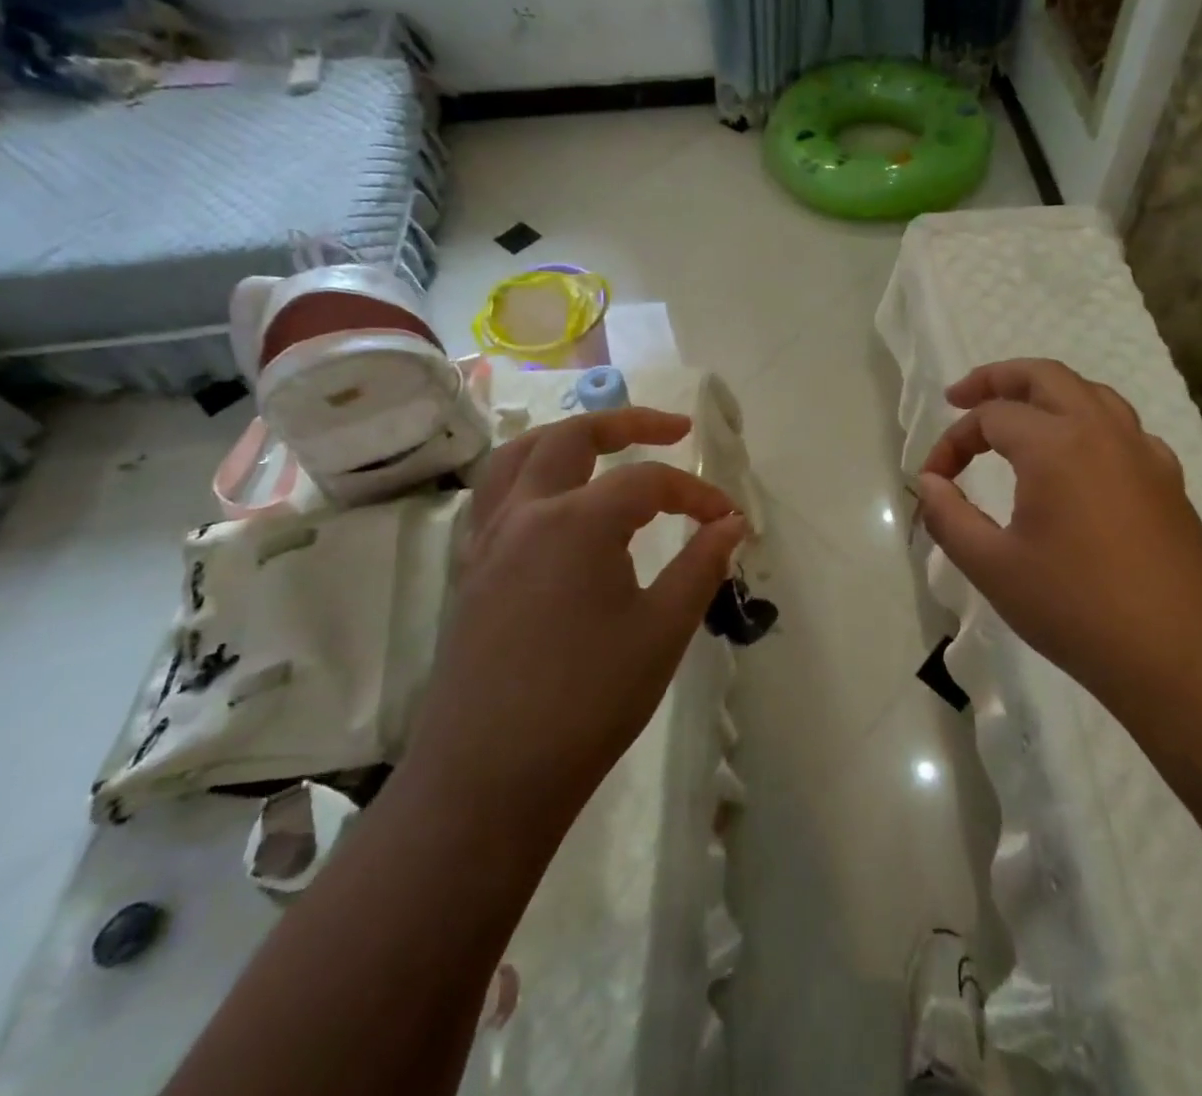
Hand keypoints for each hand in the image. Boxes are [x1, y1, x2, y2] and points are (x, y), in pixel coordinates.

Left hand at [406, 409, 748, 837]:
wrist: (488, 779)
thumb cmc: (587, 702)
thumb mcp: (662, 631)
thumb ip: (700, 566)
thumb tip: (731, 524)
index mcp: (576, 522)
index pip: (648, 483)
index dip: (696, 494)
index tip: (728, 519)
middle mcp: (526, 513)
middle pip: (574, 437)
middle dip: (628, 422)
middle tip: (672, 429)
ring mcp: (489, 540)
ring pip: (520, 455)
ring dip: (566, 437)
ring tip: (603, 445)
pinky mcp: (470, 570)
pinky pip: (496, 495)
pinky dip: (530, 475)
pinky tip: (553, 503)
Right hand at [915, 359, 1201, 708]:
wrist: (1181, 659)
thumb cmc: (1076, 609)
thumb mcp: (992, 567)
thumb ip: (949, 517)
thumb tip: (930, 484)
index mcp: (1056, 445)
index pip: (990, 418)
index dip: (952, 442)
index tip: (934, 480)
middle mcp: (1102, 432)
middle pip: (1045, 376)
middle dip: (997, 379)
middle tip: (961, 398)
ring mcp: (1143, 454)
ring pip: (1090, 393)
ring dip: (1045, 392)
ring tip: (1017, 415)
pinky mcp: (1168, 481)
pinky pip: (1122, 428)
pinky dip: (1088, 423)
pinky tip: (1079, 459)